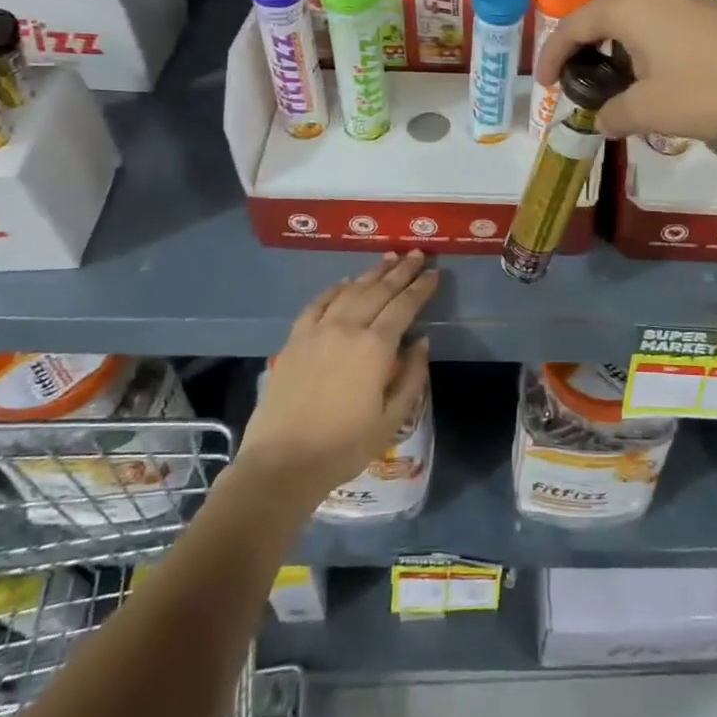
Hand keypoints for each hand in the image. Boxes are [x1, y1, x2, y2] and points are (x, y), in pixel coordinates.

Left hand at [237, 251, 437, 508]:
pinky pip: (317, 304)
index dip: (421, 288)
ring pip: (349, 290)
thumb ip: (412, 376)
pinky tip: (344, 281)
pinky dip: (334, 288)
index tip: (435, 273)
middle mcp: (347, 328)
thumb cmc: (344, 446)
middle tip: (417, 254)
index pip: (404, 306)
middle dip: (401, 271)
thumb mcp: (392, 418)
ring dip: (371, 272)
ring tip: (388, 258)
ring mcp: (317, 330)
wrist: (282, 463)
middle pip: (378, 290)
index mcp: (375, 347)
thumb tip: (422, 341)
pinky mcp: (294, 340)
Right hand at [535, 0, 716, 142]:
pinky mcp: (712, 8)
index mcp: (627, 7)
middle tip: (575, 77)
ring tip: (613, 77)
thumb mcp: (651, 111)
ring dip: (615, 43)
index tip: (543, 86)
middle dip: (582, 44)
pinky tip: (656, 72)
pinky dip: (644, 42)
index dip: (551, 56)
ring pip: (633, 14)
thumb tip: (603, 118)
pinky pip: (661, 19)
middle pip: (600, 12)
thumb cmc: (710, 90)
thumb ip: (614, 114)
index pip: (572, 26)